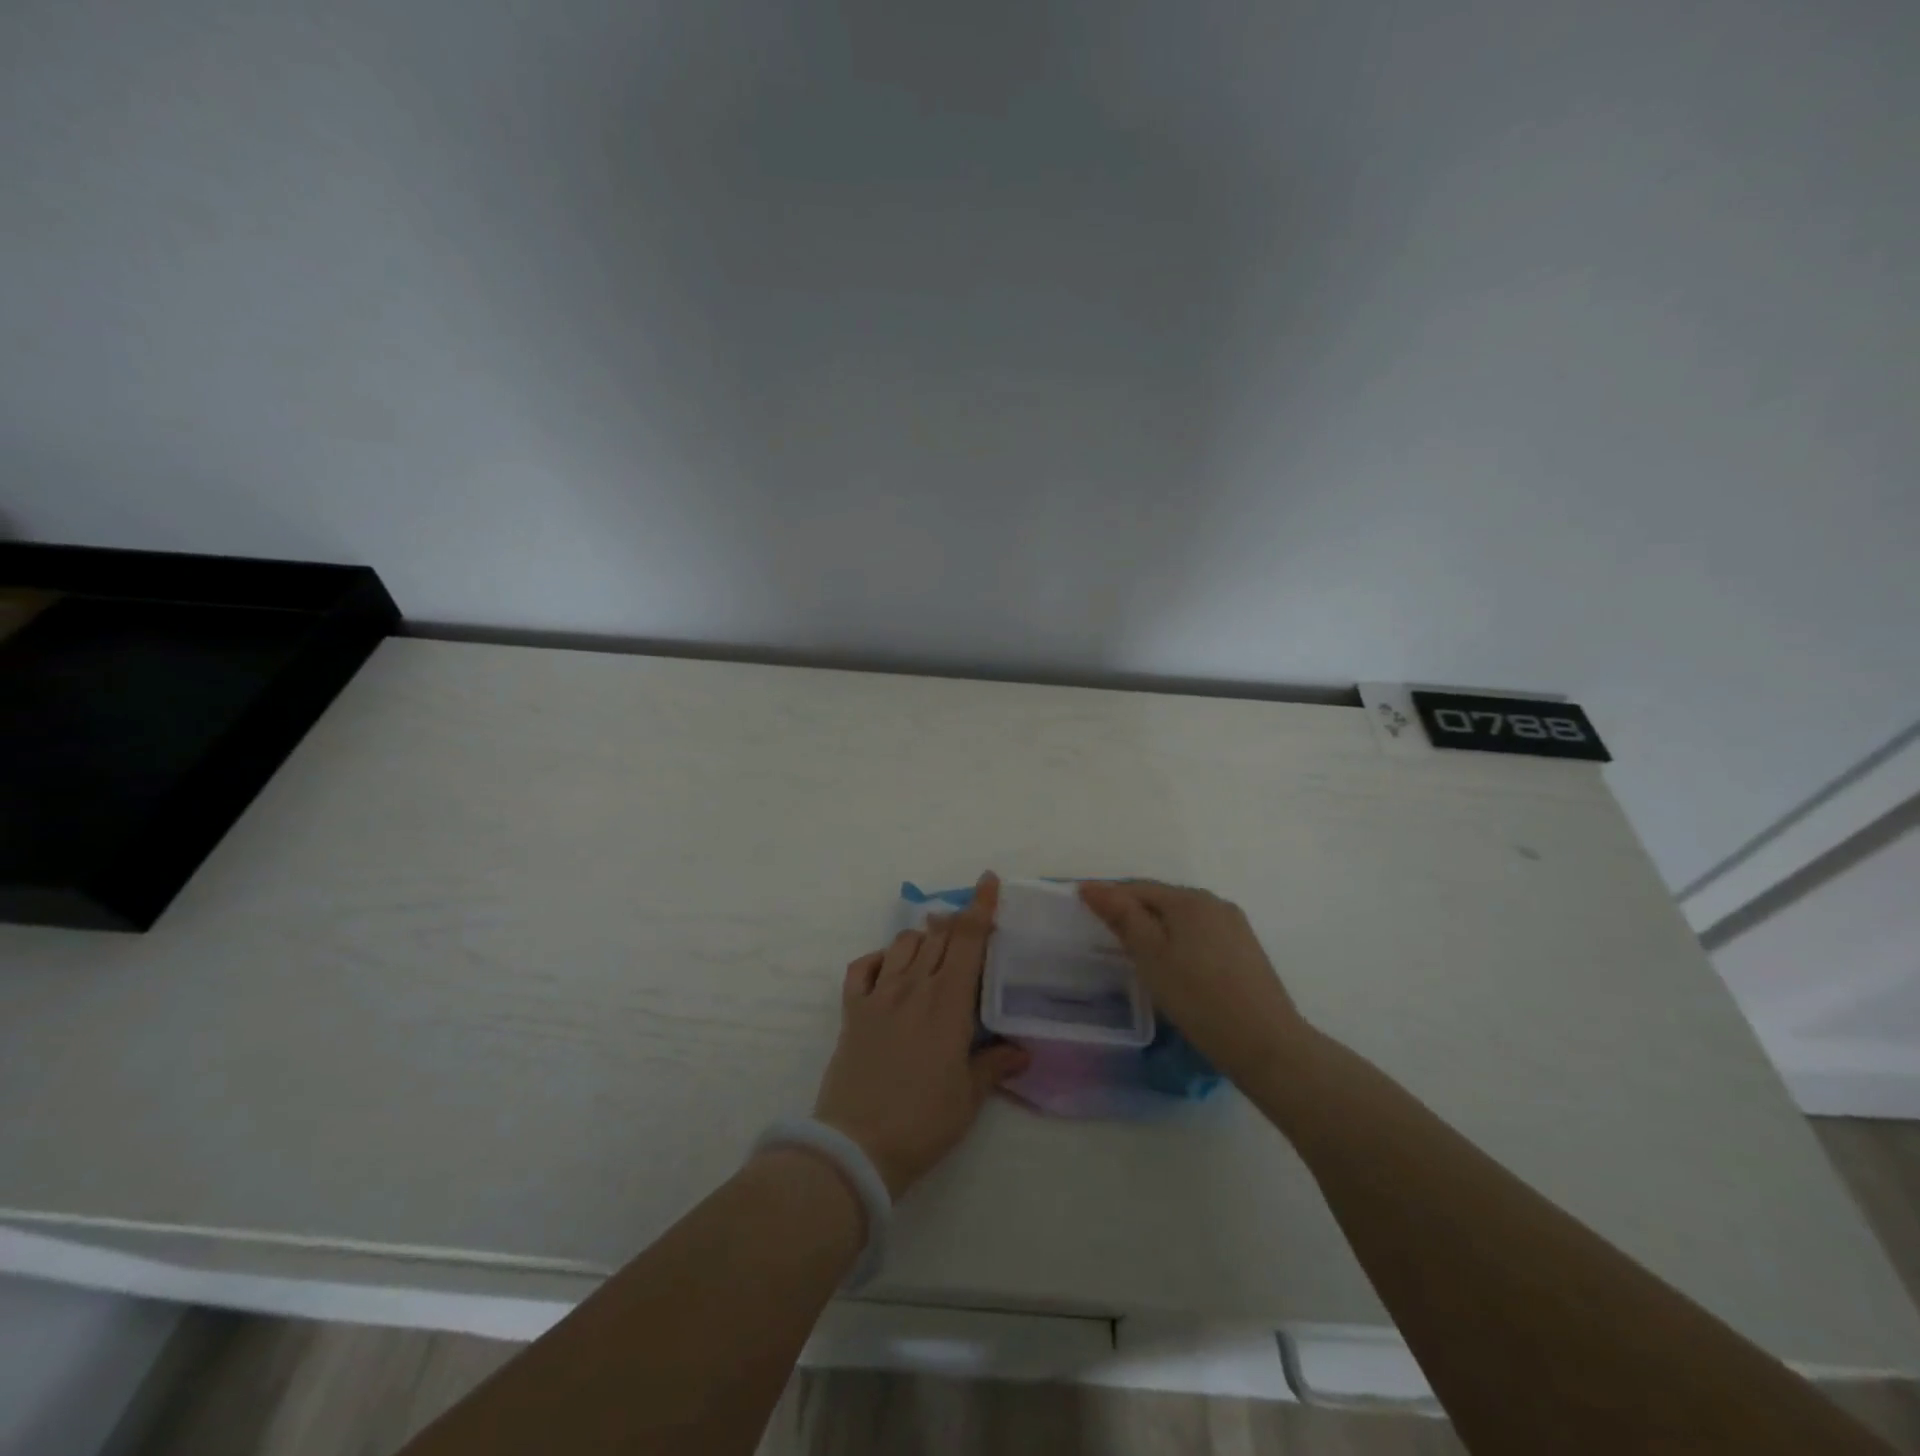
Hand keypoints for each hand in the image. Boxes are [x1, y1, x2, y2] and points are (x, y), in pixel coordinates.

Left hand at [812, 872, 1029, 1198]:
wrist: (858, 1146)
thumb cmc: (924, 1122)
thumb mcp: (969, 1097)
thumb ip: (995, 1065)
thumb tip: (1022, 1050)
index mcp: (949, 1003)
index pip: (969, 940)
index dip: (980, 906)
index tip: (988, 881)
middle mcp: (914, 987)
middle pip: (939, 936)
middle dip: (956, 922)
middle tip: (969, 925)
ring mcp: (879, 996)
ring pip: (903, 944)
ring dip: (922, 938)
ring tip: (933, 948)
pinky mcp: (852, 1011)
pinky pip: (862, 968)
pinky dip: (878, 958)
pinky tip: (887, 968)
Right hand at [1077, 881, 1308, 1079]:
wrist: (1266, 1044)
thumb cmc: (1198, 998)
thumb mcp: (1150, 956)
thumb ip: (1122, 917)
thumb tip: (1093, 886)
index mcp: (1189, 900)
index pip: (1138, 888)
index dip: (1108, 896)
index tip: (1082, 908)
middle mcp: (1214, 903)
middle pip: (1162, 899)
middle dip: (1132, 910)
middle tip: (1105, 933)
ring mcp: (1235, 926)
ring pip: (1183, 918)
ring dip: (1157, 926)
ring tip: (1136, 951)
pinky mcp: (1246, 950)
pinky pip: (1201, 934)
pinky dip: (1179, 940)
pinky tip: (1173, 964)